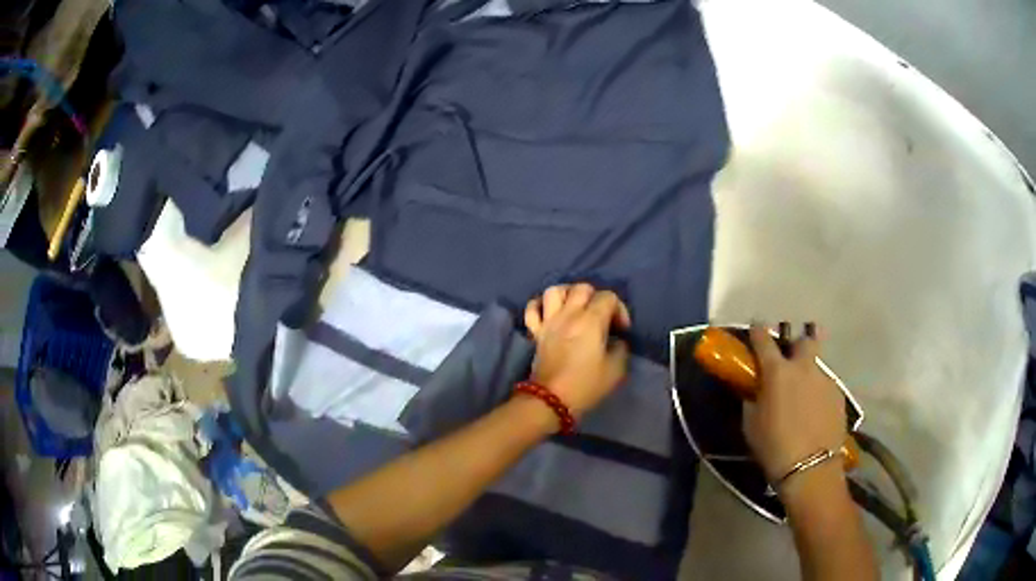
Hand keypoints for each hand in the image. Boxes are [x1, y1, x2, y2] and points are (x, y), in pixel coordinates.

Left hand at [523, 283, 631, 416]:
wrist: (550, 401)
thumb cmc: (586, 386)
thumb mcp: (615, 370)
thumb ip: (620, 349)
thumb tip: (616, 341)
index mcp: (591, 321)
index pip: (608, 297)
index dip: (619, 310)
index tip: (621, 330)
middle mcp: (569, 314)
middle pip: (582, 288)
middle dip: (596, 298)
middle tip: (602, 317)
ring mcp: (549, 321)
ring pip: (555, 290)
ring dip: (568, 294)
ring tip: (576, 308)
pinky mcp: (535, 332)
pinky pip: (532, 308)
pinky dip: (540, 306)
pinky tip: (550, 313)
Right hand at [743, 324, 847, 490]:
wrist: (811, 468)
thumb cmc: (774, 447)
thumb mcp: (752, 425)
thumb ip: (753, 400)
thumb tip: (755, 390)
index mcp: (778, 372)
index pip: (764, 340)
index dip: (758, 331)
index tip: (756, 325)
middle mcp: (804, 368)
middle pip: (805, 340)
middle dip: (798, 344)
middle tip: (791, 360)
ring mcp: (825, 379)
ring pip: (817, 365)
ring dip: (809, 373)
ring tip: (804, 394)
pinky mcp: (838, 394)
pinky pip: (826, 385)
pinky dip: (819, 392)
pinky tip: (816, 411)